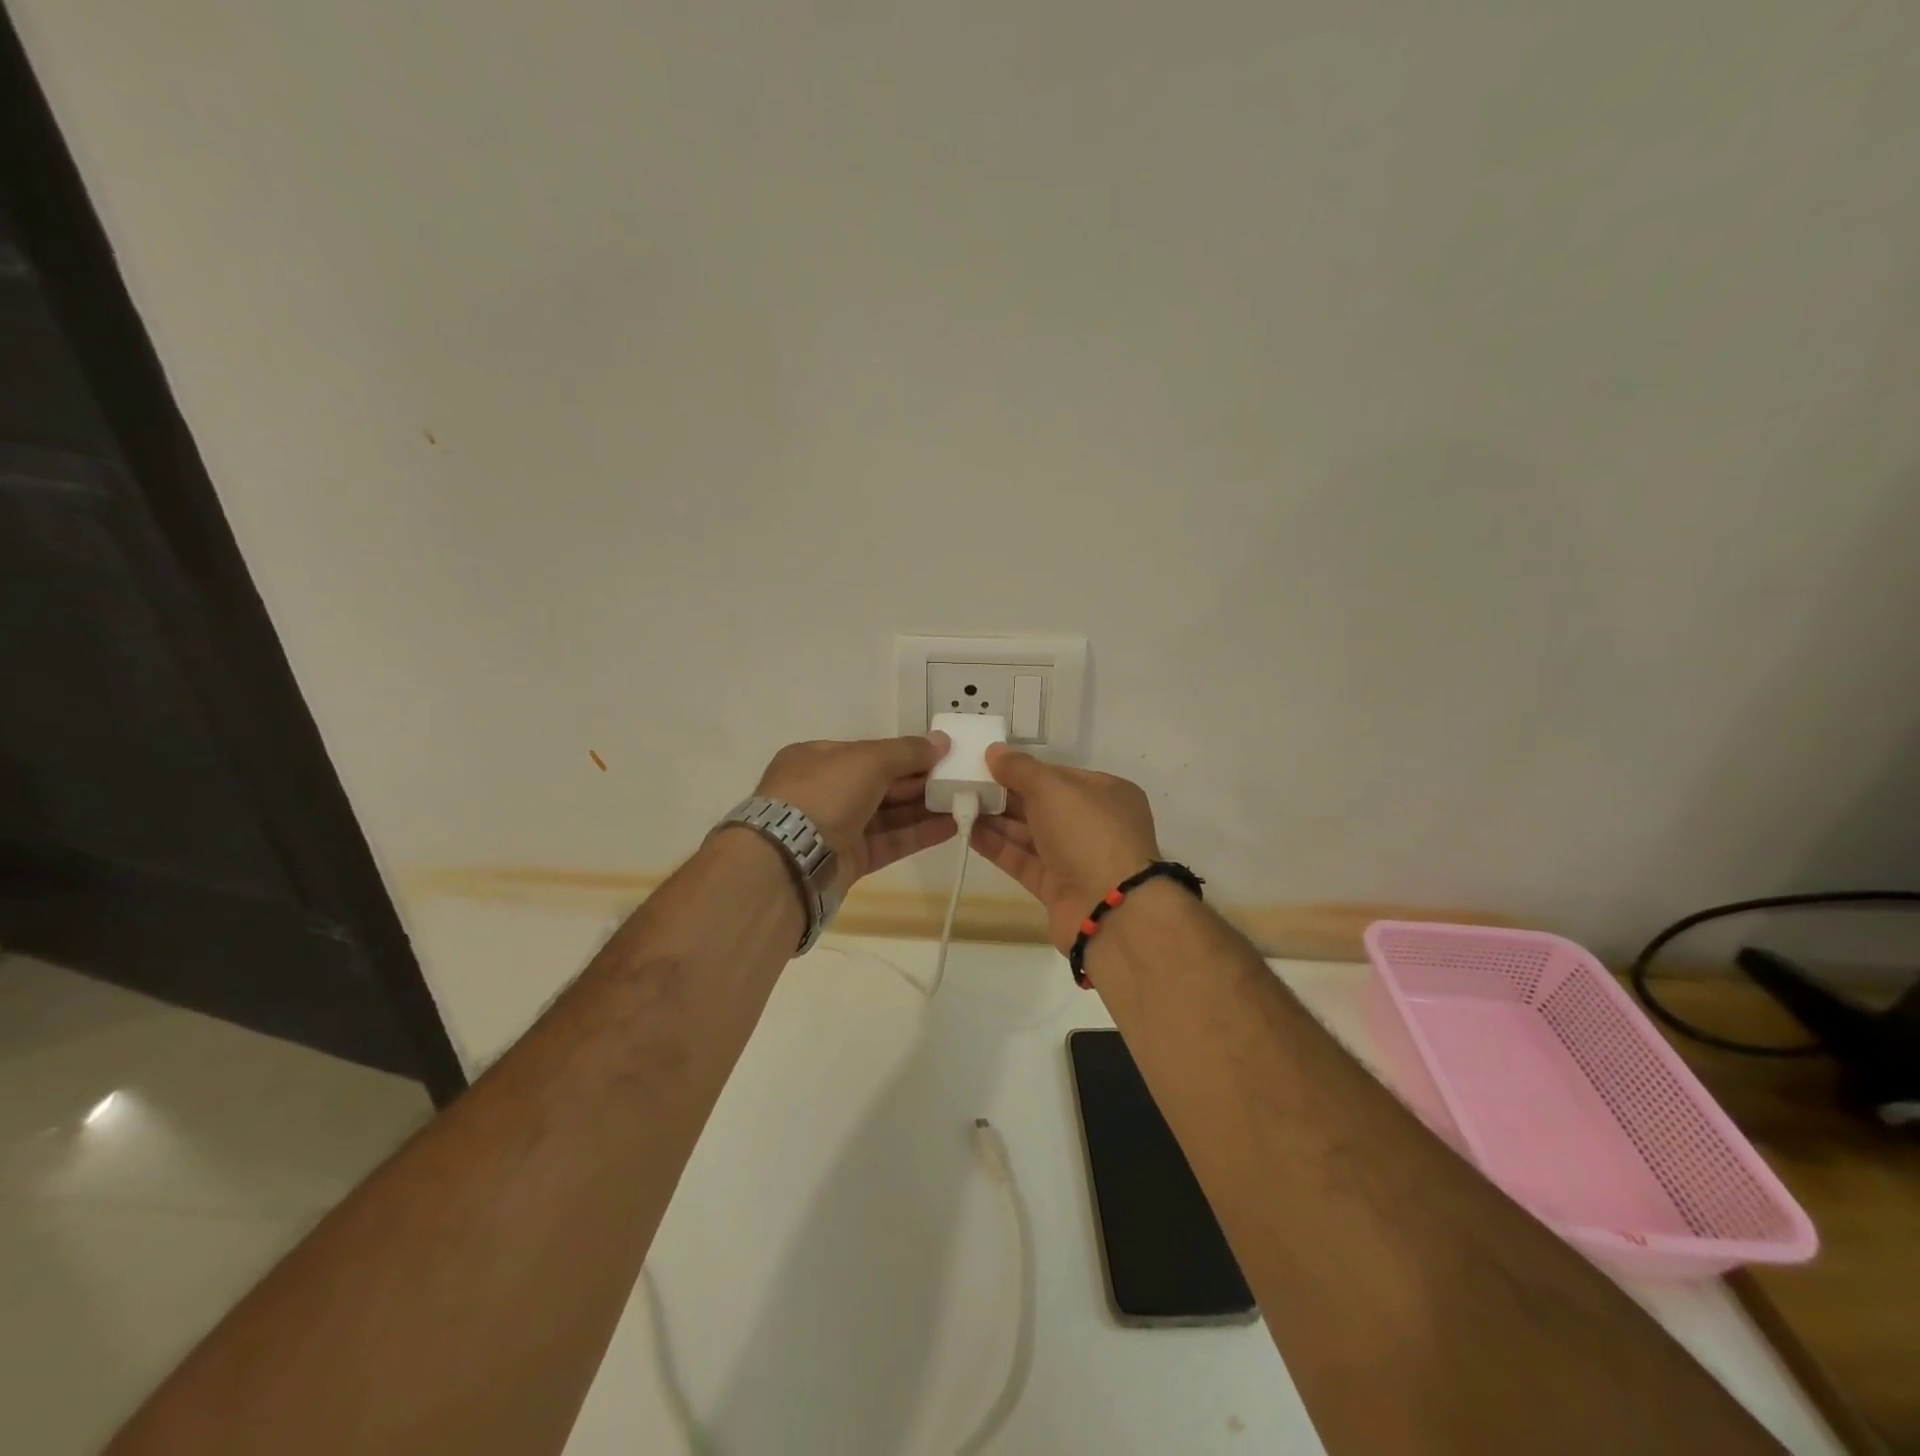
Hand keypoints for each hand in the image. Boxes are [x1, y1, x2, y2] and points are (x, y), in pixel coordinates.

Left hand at [753, 733, 954, 891]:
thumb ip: (908, 751)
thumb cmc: (825, 793)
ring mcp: (837, 828)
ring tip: (964, 802)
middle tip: (961, 779)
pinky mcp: (850, 860)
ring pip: (888, 814)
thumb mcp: (868, 759)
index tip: (942, 755)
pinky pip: (890, 842)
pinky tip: (950, 827)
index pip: (869, 752)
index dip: (906, 753)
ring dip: (924, 808)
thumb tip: (942, 740)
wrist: (790, 859)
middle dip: (920, 781)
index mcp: (818, 759)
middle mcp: (826, 792)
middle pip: (881, 783)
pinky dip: (918, 834)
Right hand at [968, 744, 1161, 952]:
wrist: (1110, 910)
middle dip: (1004, 795)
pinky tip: (967, 832)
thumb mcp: (1053, 788)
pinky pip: (1023, 860)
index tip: (987, 764)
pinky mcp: (1057, 888)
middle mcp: (1094, 824)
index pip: (1058, 775)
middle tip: (965, 784)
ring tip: (958, 805)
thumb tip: (994, 751)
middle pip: (1042, 804)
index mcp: (1107, 793)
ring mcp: (1076, 858)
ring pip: (1030, 833)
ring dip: (996, 820)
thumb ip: (1020, 768)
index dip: (1023, 769)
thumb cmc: (1088, 834)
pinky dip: (997, 846)